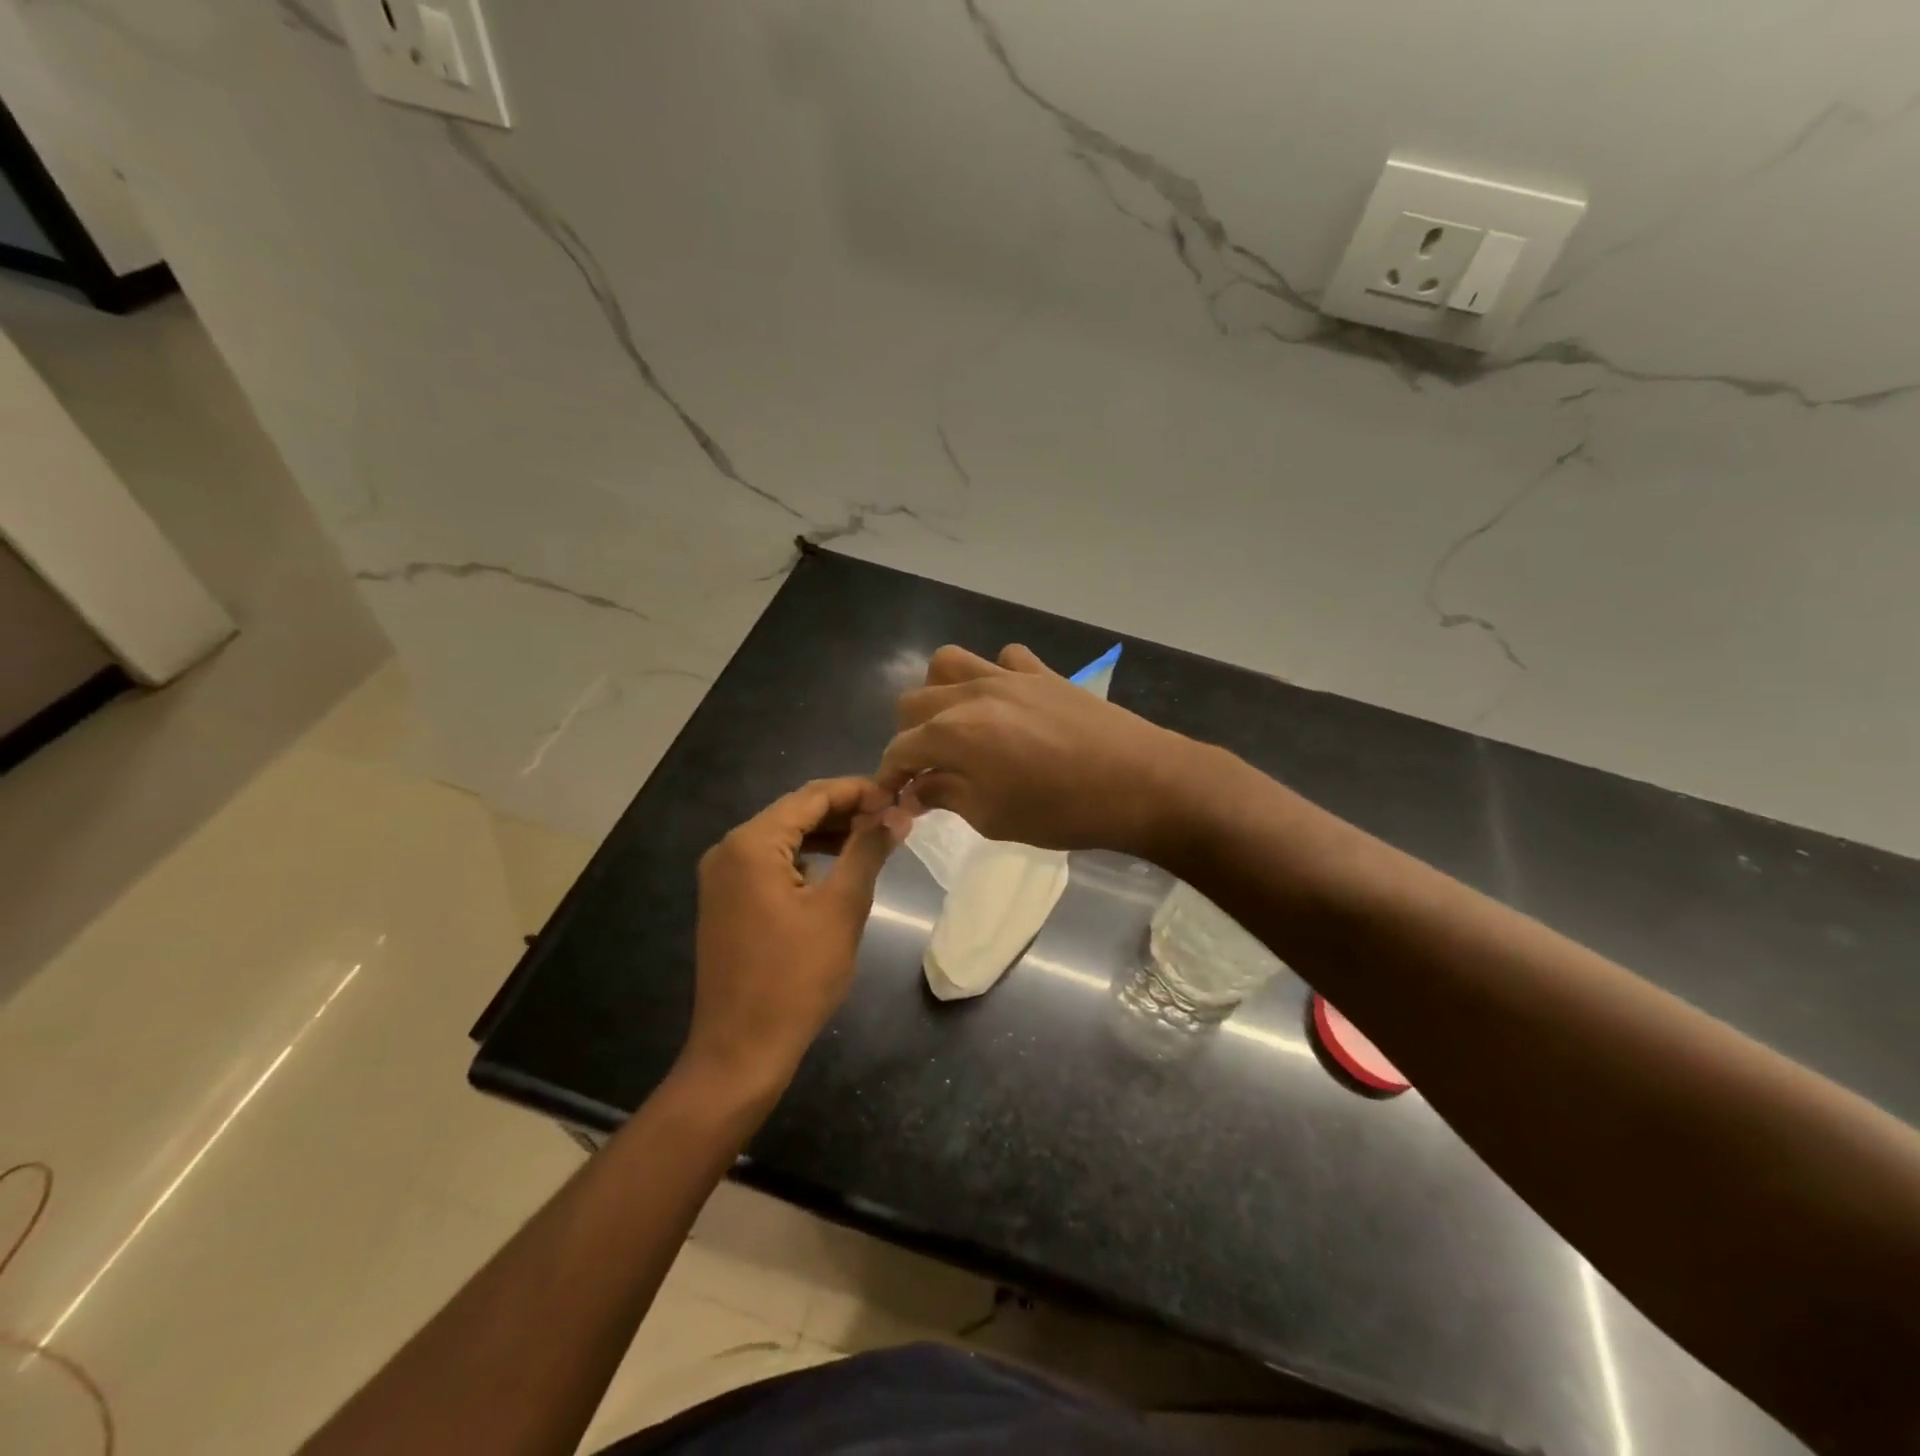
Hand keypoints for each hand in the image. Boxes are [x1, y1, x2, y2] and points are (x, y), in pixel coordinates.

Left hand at [684, 778, 896, 1097]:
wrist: (741, 1050)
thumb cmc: (796, 978)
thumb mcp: (841, 909)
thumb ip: (868, 851)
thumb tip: (897, 814)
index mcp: (751, 844)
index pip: (811, 797)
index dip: (857, 791)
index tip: (898, 795)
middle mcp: (728, 850)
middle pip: (794, 813)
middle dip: (844, 810)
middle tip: (891, 815)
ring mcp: (722, 877)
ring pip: (783, 837)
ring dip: (827, 833)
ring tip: (873, 836)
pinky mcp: (726, 900)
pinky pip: (770, 863)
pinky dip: (805, 858)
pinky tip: (837, 865)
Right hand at [876, 644, 1200, 857]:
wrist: (1140, 783)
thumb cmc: (1062, 812)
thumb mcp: (993, 818)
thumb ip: (946, 796)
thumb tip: (917, 790)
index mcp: (953, 733)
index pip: (900, 749)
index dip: (890, 775)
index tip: (895, 797)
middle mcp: (971, 694)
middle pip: (913, 702)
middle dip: (909, 736)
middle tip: (928, 768)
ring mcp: (1008, 677)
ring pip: (948, 663)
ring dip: (939, 693)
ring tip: (956, 724)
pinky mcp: (1043, 672)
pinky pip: (1005, 658)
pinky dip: (996, 675)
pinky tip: (1008, 703)